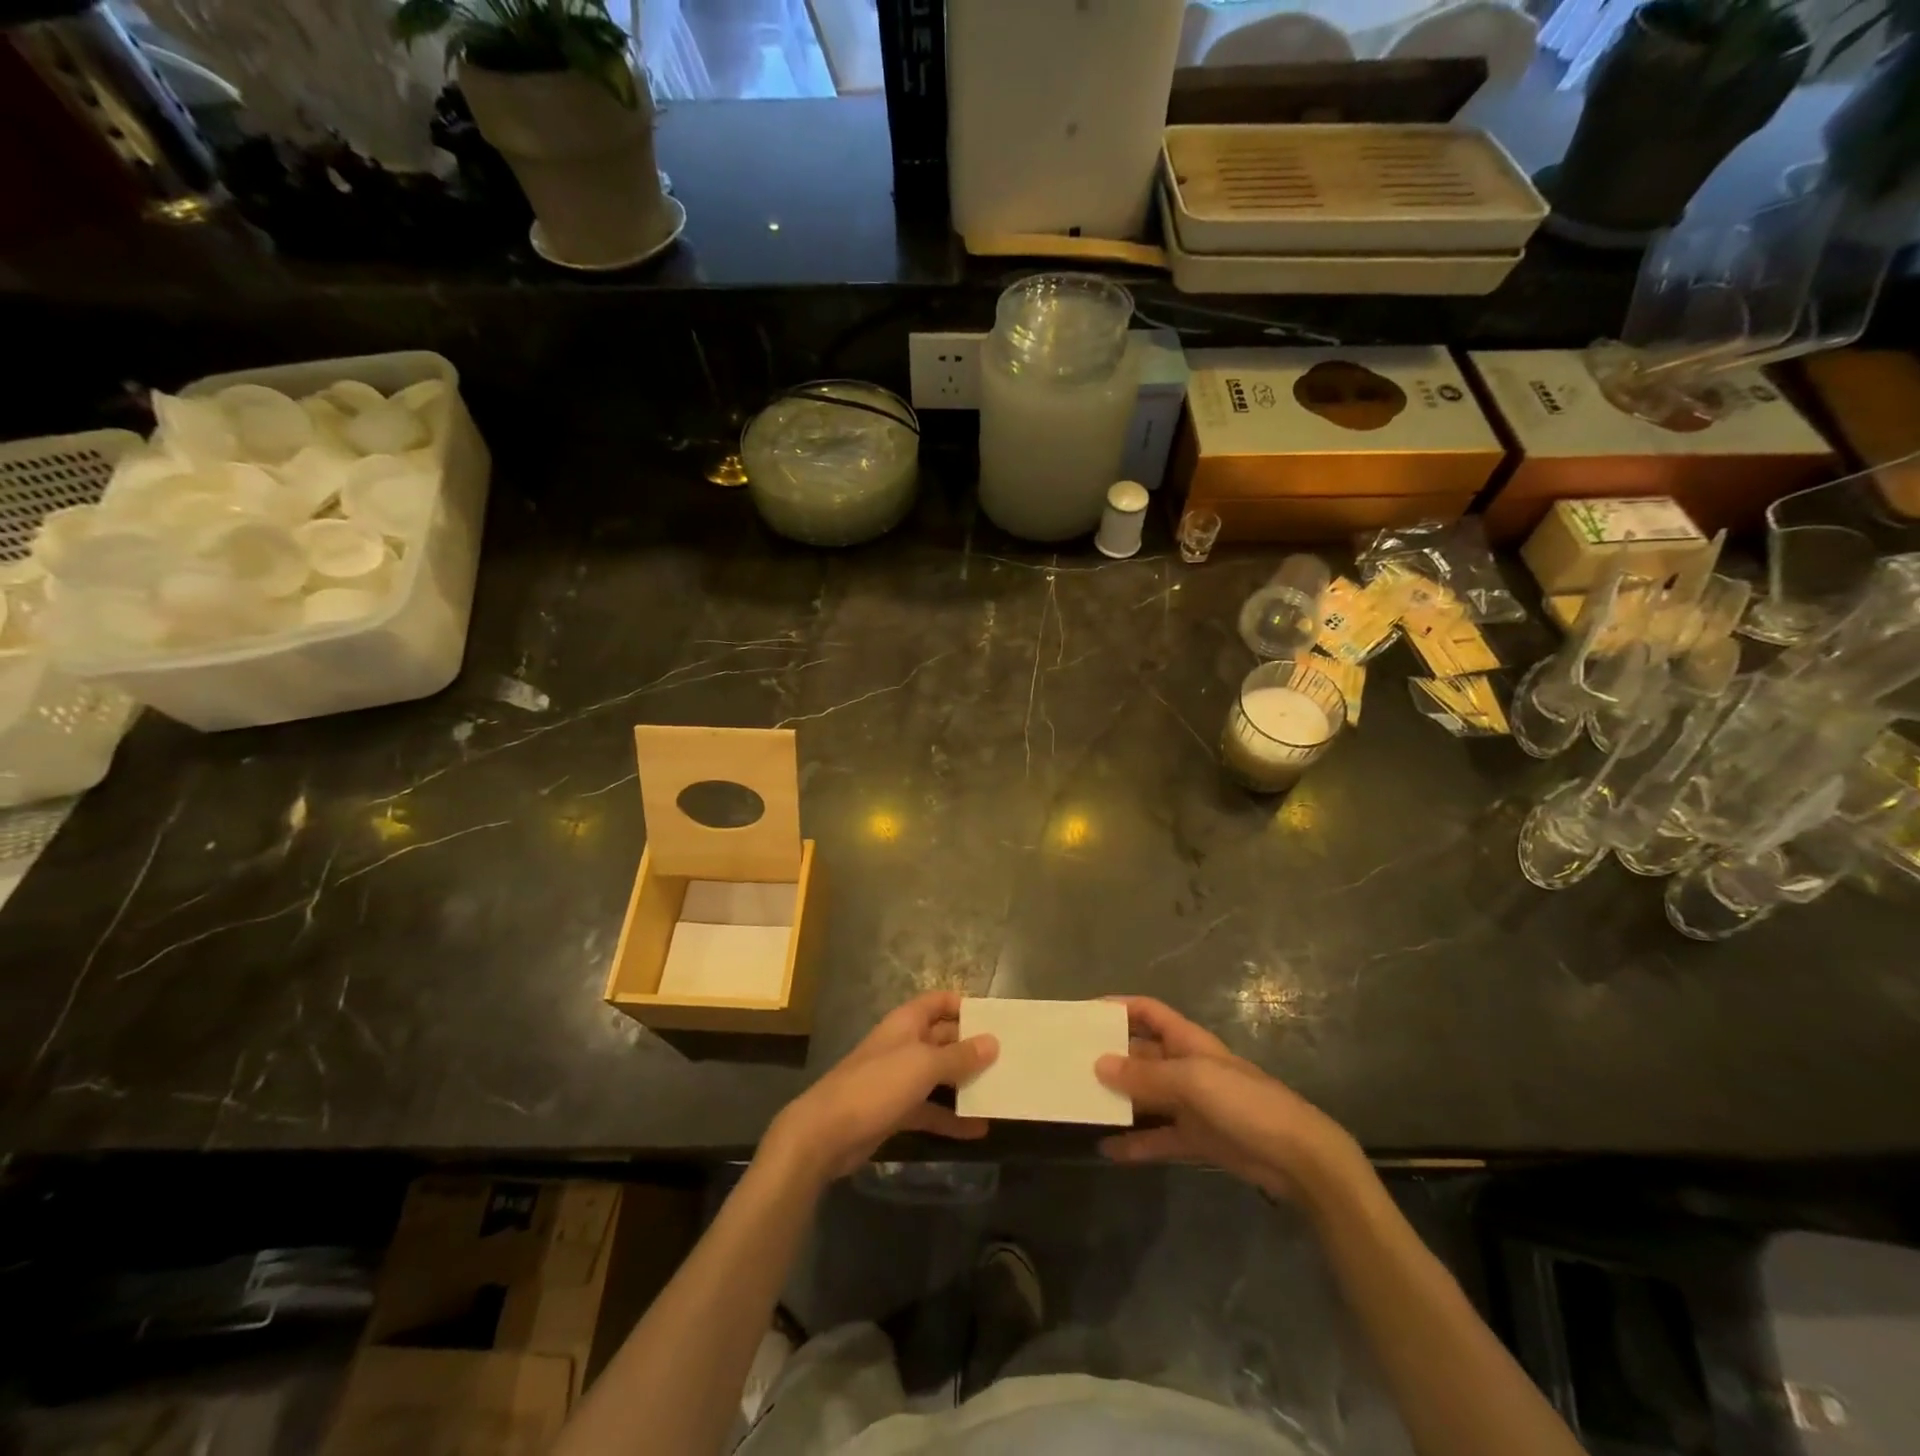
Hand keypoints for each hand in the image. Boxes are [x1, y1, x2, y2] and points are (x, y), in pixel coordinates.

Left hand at [762, 990, 998, 1185]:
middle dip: (971, 1047)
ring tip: (999, 1091)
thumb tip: (993, 1042)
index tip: (994, 1019)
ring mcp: (898, 1079)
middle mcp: (903, 1045)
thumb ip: (959, 1055)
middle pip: (942, 1038)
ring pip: (938, 1075)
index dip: (963, 1005)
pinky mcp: (895, 1111)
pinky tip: (978, 1129)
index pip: (938, 1002)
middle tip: (1007, 1058)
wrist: (826, 1133)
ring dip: (965, 1083)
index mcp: (906, 1023)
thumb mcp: (923, 1066)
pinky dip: (951, 1118)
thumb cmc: (876, 1085)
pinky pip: (930, 1109)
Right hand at [1094, 996, 1363, 1204]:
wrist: (1297, 1158)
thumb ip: (1145, 1074)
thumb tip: (1099, 1064)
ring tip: (1080, 1102)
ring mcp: (1190, 1104)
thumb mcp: (1192, 1081)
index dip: (1117, 1007)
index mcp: (1187, 1041)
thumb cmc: (1244, 1103)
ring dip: (1117, 1098)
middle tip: (1070, 1063)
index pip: (1147, 1012)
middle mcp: (1185, 1066)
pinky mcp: (1196, 1139)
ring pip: (1144, 1095)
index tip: (1083, 1016)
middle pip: (1140, 1053)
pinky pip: (1156, 1137)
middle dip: (1109, 1056)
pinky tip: (1107, 1149)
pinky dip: (1134, 1143)